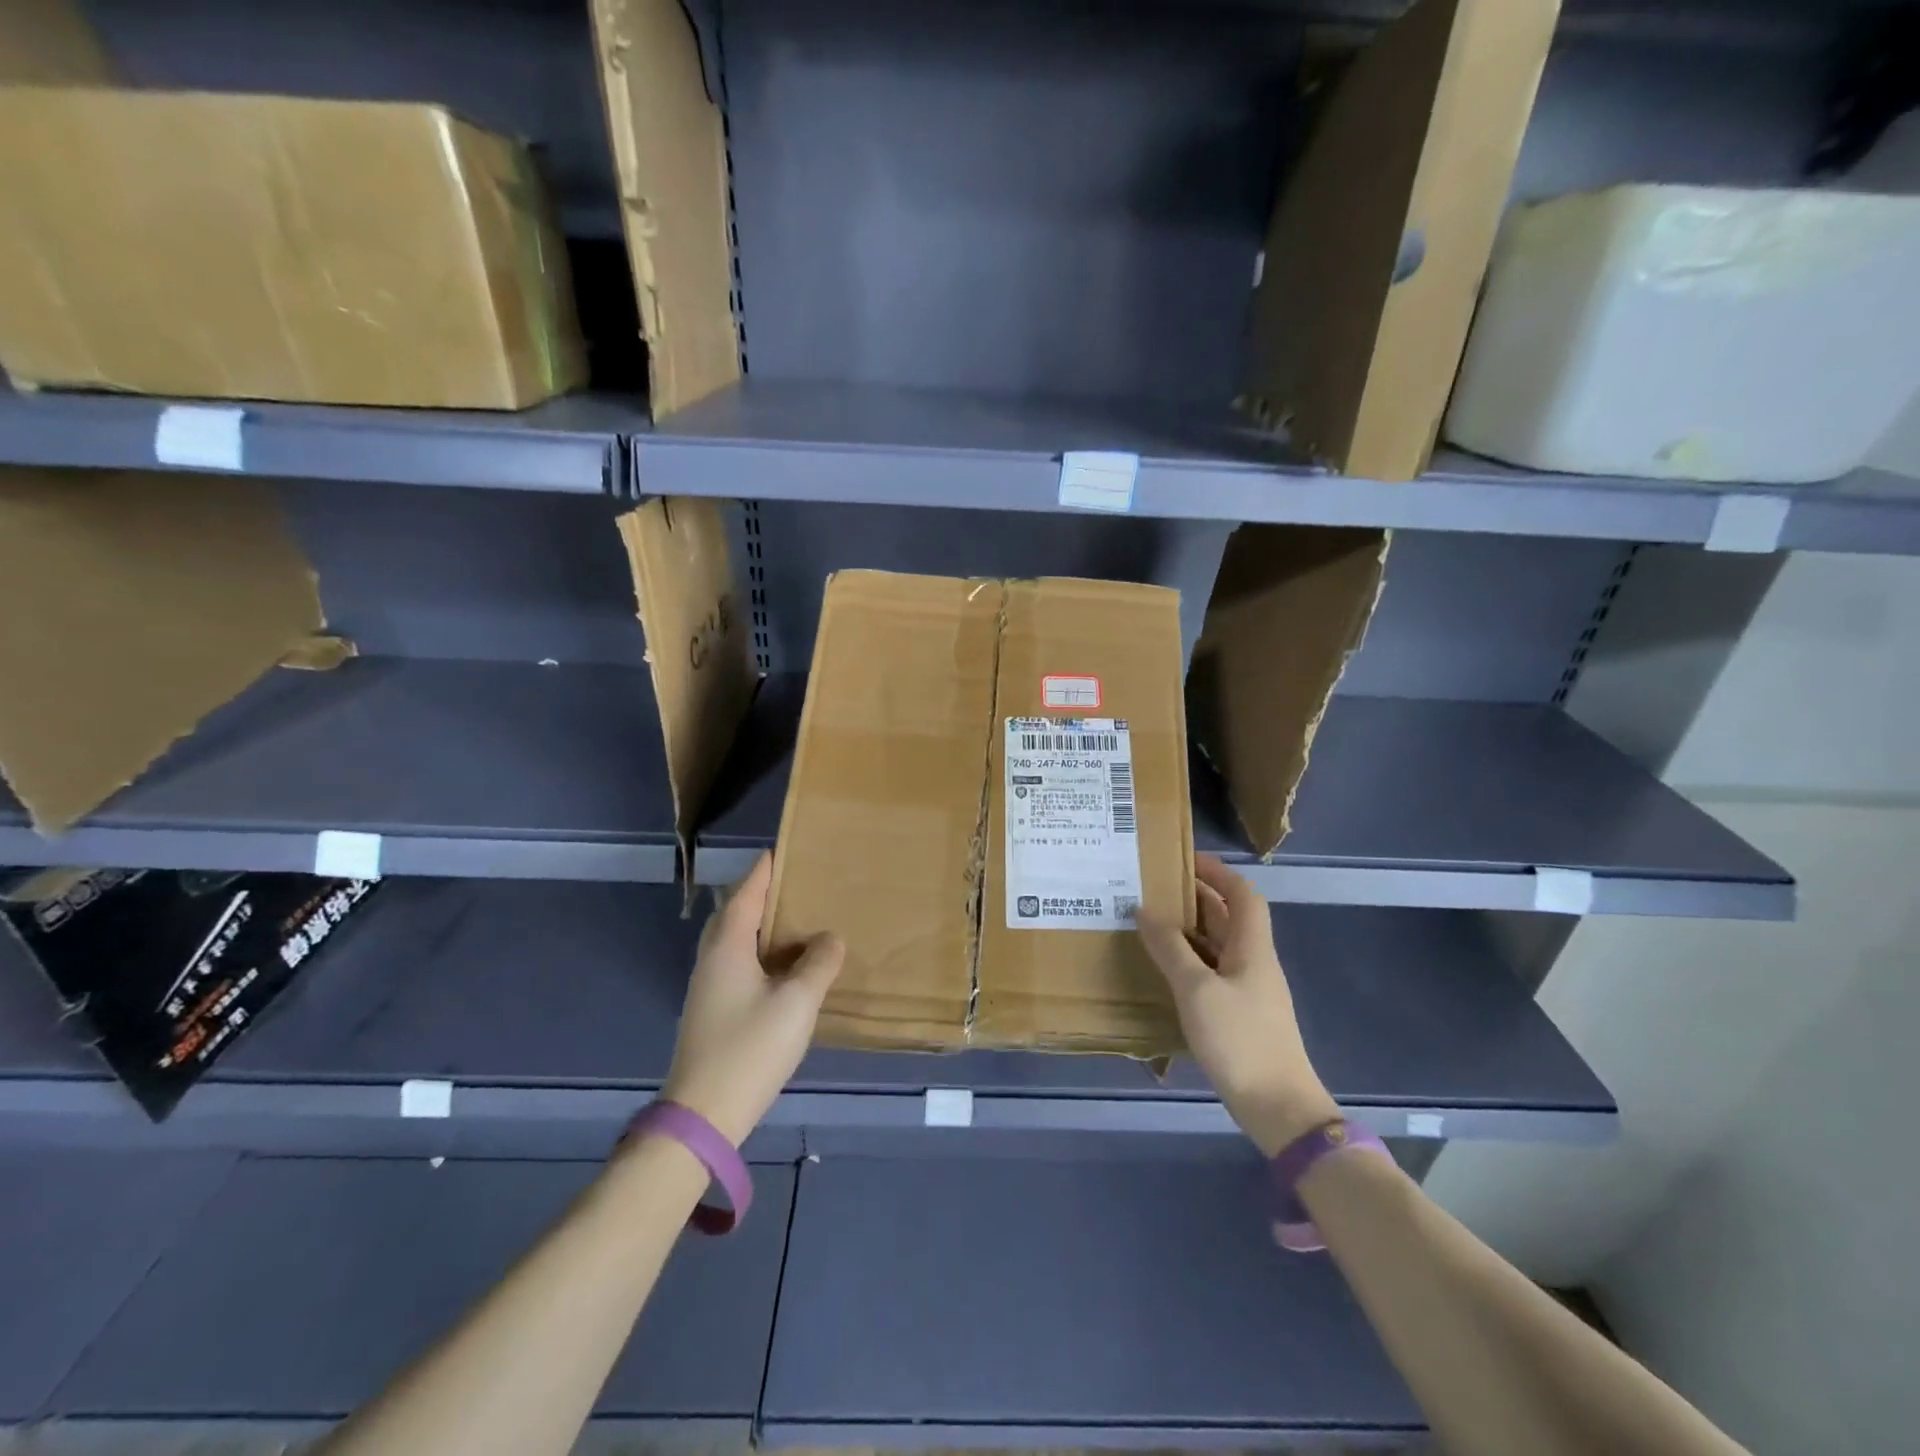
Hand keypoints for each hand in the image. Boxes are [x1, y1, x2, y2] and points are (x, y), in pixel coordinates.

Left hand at [661, 853, 843, 1145]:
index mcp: (728, 946)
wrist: (703, 1114)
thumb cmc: (750, 1049)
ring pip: (736, 940)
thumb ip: (818, 964)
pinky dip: (762, 952)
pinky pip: (739, 963)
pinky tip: (786, 966)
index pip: (746, 893)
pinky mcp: (714, 1009)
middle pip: (735, 912)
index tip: (784, 849)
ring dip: (762, 924)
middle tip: (797, 883)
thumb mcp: (797, 1003)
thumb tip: (830, 938)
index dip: (765, 869)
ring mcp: (709, 986)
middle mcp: (712, 958)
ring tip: (798, 918)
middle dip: (762, 893)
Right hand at [1137, 853, 1338, 1155]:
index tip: (1183, 860)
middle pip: (1229, 918)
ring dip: (1189, 931)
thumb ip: (1170, 949)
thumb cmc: (1240, 1040)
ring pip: (1218, 946)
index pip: (1242, 894)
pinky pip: (1212, 973)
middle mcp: (1254, 962)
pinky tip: (1163, 969)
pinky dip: (1189, 962)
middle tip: (1153, 889)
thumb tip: (1144, 910)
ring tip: (1149, 922)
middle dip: (1195, 899)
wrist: (1278, 1107)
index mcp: (1252, 947)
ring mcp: (1248, 990)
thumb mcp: (1197, 990)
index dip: (1217, 872)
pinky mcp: (1240, 1015)